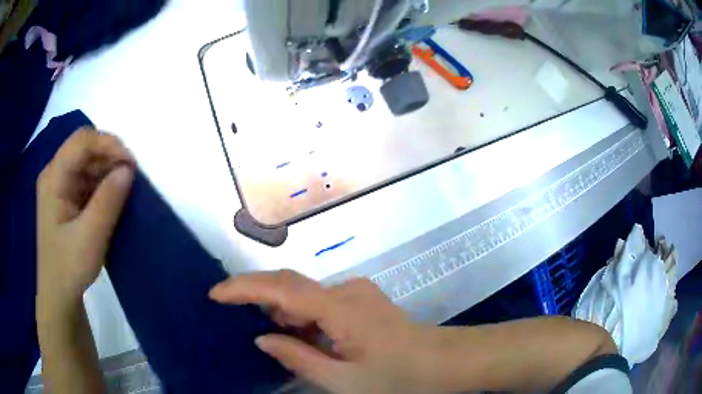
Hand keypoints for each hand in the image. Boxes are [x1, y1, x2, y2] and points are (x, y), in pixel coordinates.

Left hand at [37, 128, 134, 314]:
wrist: (59, 296)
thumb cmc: (69, 268)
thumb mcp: (90, 237)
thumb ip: (108, 201)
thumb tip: (128, 169)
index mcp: (53, 177)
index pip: (82, 141)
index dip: (108, 144)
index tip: (131, 164)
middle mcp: (55, 174)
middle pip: (84, 148)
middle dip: (109, 157)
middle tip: (131, 177)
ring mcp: (59, 186)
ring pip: (87, 163)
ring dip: (107, 171)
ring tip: (125, 190)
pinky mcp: (66, 199)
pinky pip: (86, 180)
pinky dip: (102, 184)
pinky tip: (113, 199)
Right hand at [210, 270, 447, 393]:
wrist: (441, 362)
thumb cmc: (397, 377)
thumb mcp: (343, 381)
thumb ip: (298, 358)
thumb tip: (262, 338)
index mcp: (341, 309)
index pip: (282, 289)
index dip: (244, 287)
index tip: (215, 294)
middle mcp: (347, 290)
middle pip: (291, 286)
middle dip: (258, 298)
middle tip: (235, 319)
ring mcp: (357, 292)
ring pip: (305, 295)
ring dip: (284, 313)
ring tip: (281, 341)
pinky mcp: (361, 298)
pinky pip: (321, 301)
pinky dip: (303, 317)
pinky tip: (305, 338)